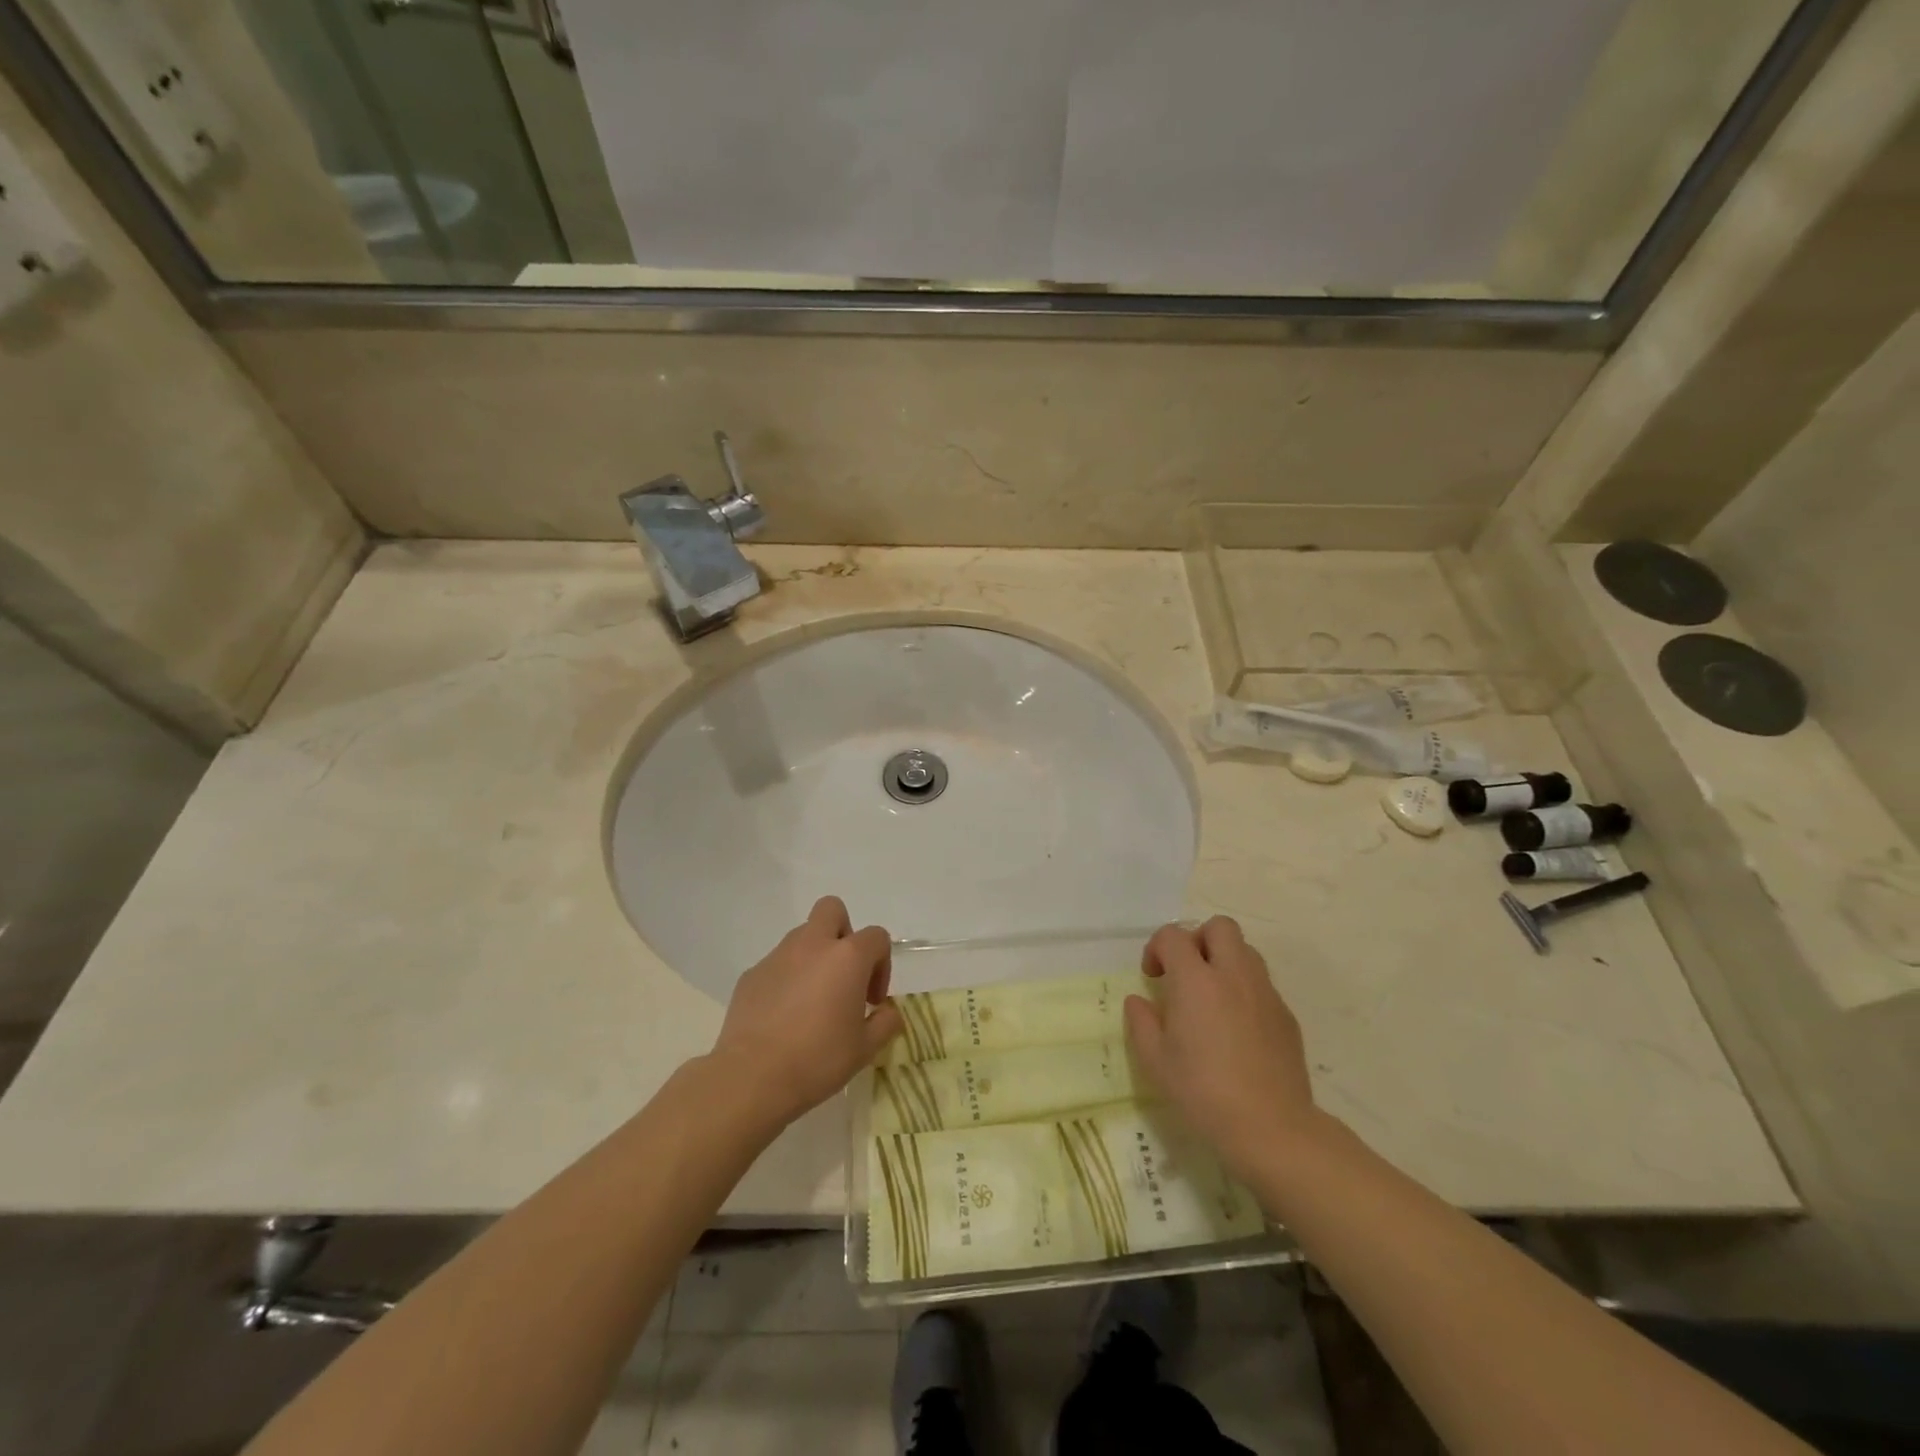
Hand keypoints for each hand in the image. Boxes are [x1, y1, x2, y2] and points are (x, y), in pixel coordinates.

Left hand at [710, 896, 902, 1128]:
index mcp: (847, 957)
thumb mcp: (865, 1048)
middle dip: (843, 933)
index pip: (876, 937)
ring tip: (812, 1001)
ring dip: (814, 956)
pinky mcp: (751, 974)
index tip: (872, 1000)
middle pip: (832, 909)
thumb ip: (886, 1022)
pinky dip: (786, 979)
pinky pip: (777, 964)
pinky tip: (783, 1016)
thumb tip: (888, 1011)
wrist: (752, 1077)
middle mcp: (812, 945)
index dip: (882, 965)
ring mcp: (778, 956)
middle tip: (843, 974)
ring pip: (802, 936)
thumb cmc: (818, 1059)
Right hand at [1124, 917, 1320, 1182]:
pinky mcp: (1286, 1015)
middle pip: (1219, 927)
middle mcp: (1233, 974)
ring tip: (1212, 997)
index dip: (1157, 948)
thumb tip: (1139, 1001)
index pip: (1173, 936)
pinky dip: (1245, 990)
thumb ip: (1142, 1022)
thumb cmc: (1203, 1092)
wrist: (1272, 1127)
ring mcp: (1264, 992)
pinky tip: (1237, 1027)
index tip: (1152, 977)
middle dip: (1198, 940)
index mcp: (1195, 980)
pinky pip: (1262, 984)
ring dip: (1225, 960)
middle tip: (1187, 973)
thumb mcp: (1155, 1061)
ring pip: (1246, 951)